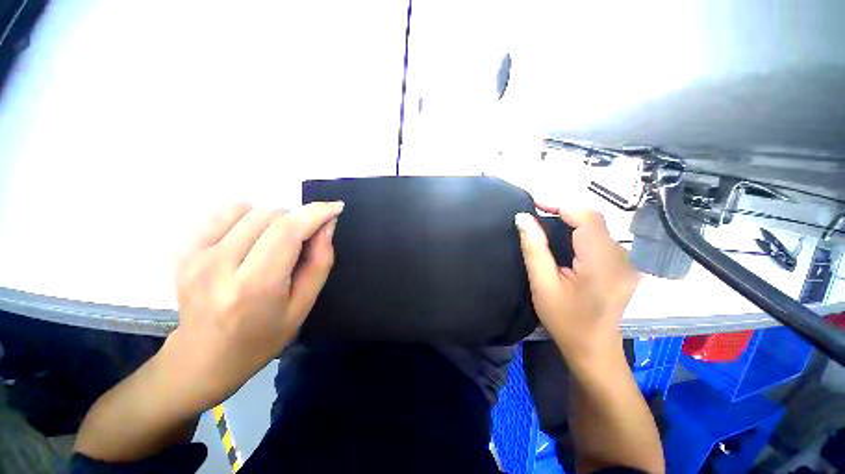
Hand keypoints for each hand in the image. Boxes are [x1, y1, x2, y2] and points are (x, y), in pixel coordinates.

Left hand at [161, 201, 343, 412]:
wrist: (204, 357)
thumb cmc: (263, 336)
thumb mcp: (304, 304)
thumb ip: (320, 261)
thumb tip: (326, 225)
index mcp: (254, 287)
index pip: (287, 232)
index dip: (316, 213)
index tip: (336, 207)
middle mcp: (218, 266)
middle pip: (270, 215)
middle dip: (296, 221)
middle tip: (299, 243)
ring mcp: (194, 255)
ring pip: (247, 208)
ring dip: (271, 220)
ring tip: (271, 243)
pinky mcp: (182, 248)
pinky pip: (223, 211)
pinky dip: (245, 217)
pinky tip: (247, 239)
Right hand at [515, 204, 639, 363]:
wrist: (594, 350)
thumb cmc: (564, 320)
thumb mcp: (542, 284)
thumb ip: (534, 248)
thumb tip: (523, 218)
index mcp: (602, 263)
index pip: (587, 218)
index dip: (561, 205)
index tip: (535, 205)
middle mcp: (622, 258)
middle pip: (594, 220)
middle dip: (565, 212)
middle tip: (538, 214)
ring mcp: (627, 263)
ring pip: (599, 228)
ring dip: (573, 221)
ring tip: (547, 225)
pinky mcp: (625, 267)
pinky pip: (602, 239)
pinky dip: (582, 233)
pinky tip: (566, 242)